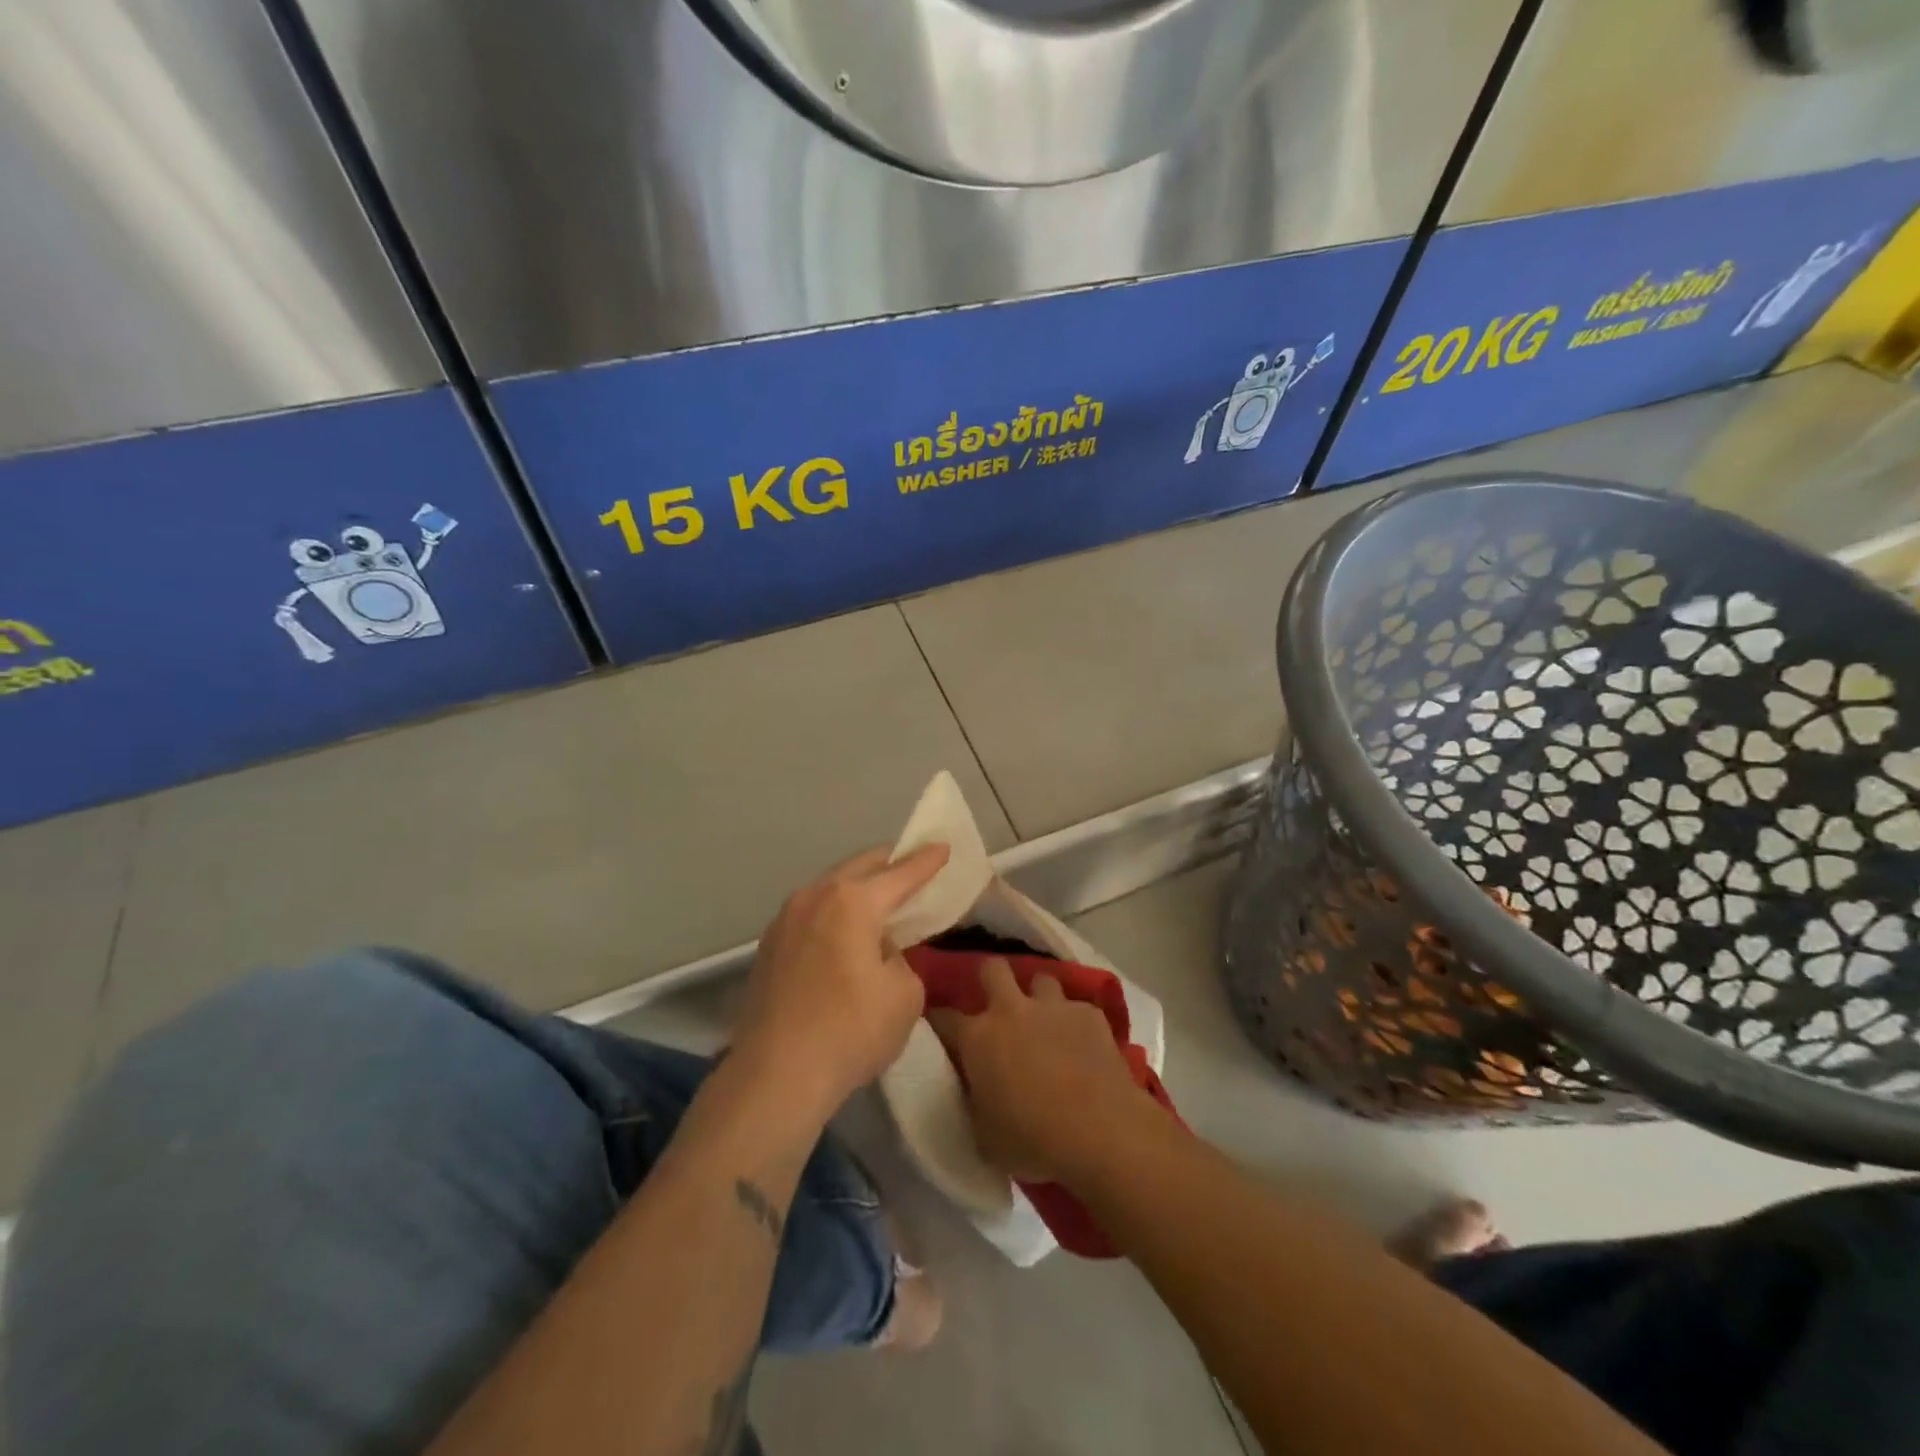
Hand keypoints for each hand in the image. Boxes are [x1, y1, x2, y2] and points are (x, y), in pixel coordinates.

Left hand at [733, 844, 949, 1118]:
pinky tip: (844, 932)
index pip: (901, 873)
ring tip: (880, 899)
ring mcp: (786, 918)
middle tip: (913, 867)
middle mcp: (816, 896)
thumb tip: (878, 952)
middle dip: (890, 863)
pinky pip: (813, 911)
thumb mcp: (904, 994)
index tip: (943, 846)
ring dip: (858, 887)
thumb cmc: (850, 1031)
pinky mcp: (770, 944)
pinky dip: (835, 910)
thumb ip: (900, 958)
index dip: (927, 861)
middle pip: (861, 867)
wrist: (775, 1075)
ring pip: (831, 887)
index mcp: (853, 901)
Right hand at [928, 959, 1157, 1187]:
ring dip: (1038, 997)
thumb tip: (975, 1090)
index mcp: (978, 1038)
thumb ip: (973, 1101)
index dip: (939, 1020)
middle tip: (995, 1001)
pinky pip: (1077, 1008)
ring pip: (1041, 979)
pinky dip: (1075, 1022)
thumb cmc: (1033, 1141)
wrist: (1100, 1131)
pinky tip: (1083, 1045)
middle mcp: (1011, 1010)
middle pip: (993, 969)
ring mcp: (1053, 1007)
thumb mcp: (984, 1135)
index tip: (939, 1026)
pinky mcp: (1089, 1014)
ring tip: (1044, 1020)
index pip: (944, 1017)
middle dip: (990, 978)